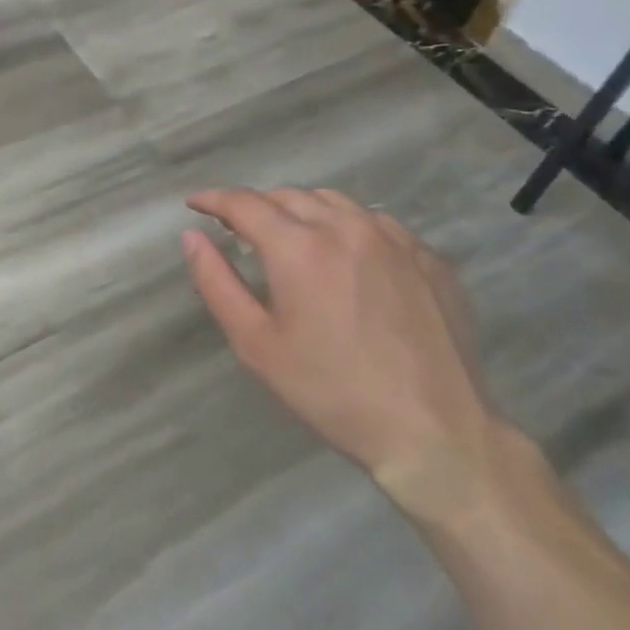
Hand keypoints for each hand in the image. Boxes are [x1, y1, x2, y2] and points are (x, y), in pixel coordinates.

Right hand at [184, 187, 503, 500]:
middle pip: (287, 195)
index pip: (244, 203)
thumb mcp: (257, 345)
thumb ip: (216, 283)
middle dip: (256, 206)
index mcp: (299, 246)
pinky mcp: (428, 256)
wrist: (438, 434)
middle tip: (239, 230)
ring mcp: (394, 237)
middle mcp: (346, 226)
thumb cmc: (333, 393)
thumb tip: (192, 236)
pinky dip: (347, 227)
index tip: (195, 205)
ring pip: (333, 201)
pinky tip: (347, 259)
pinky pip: (375, 223)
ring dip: (301, 210)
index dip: (213, 200)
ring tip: (292, 238)